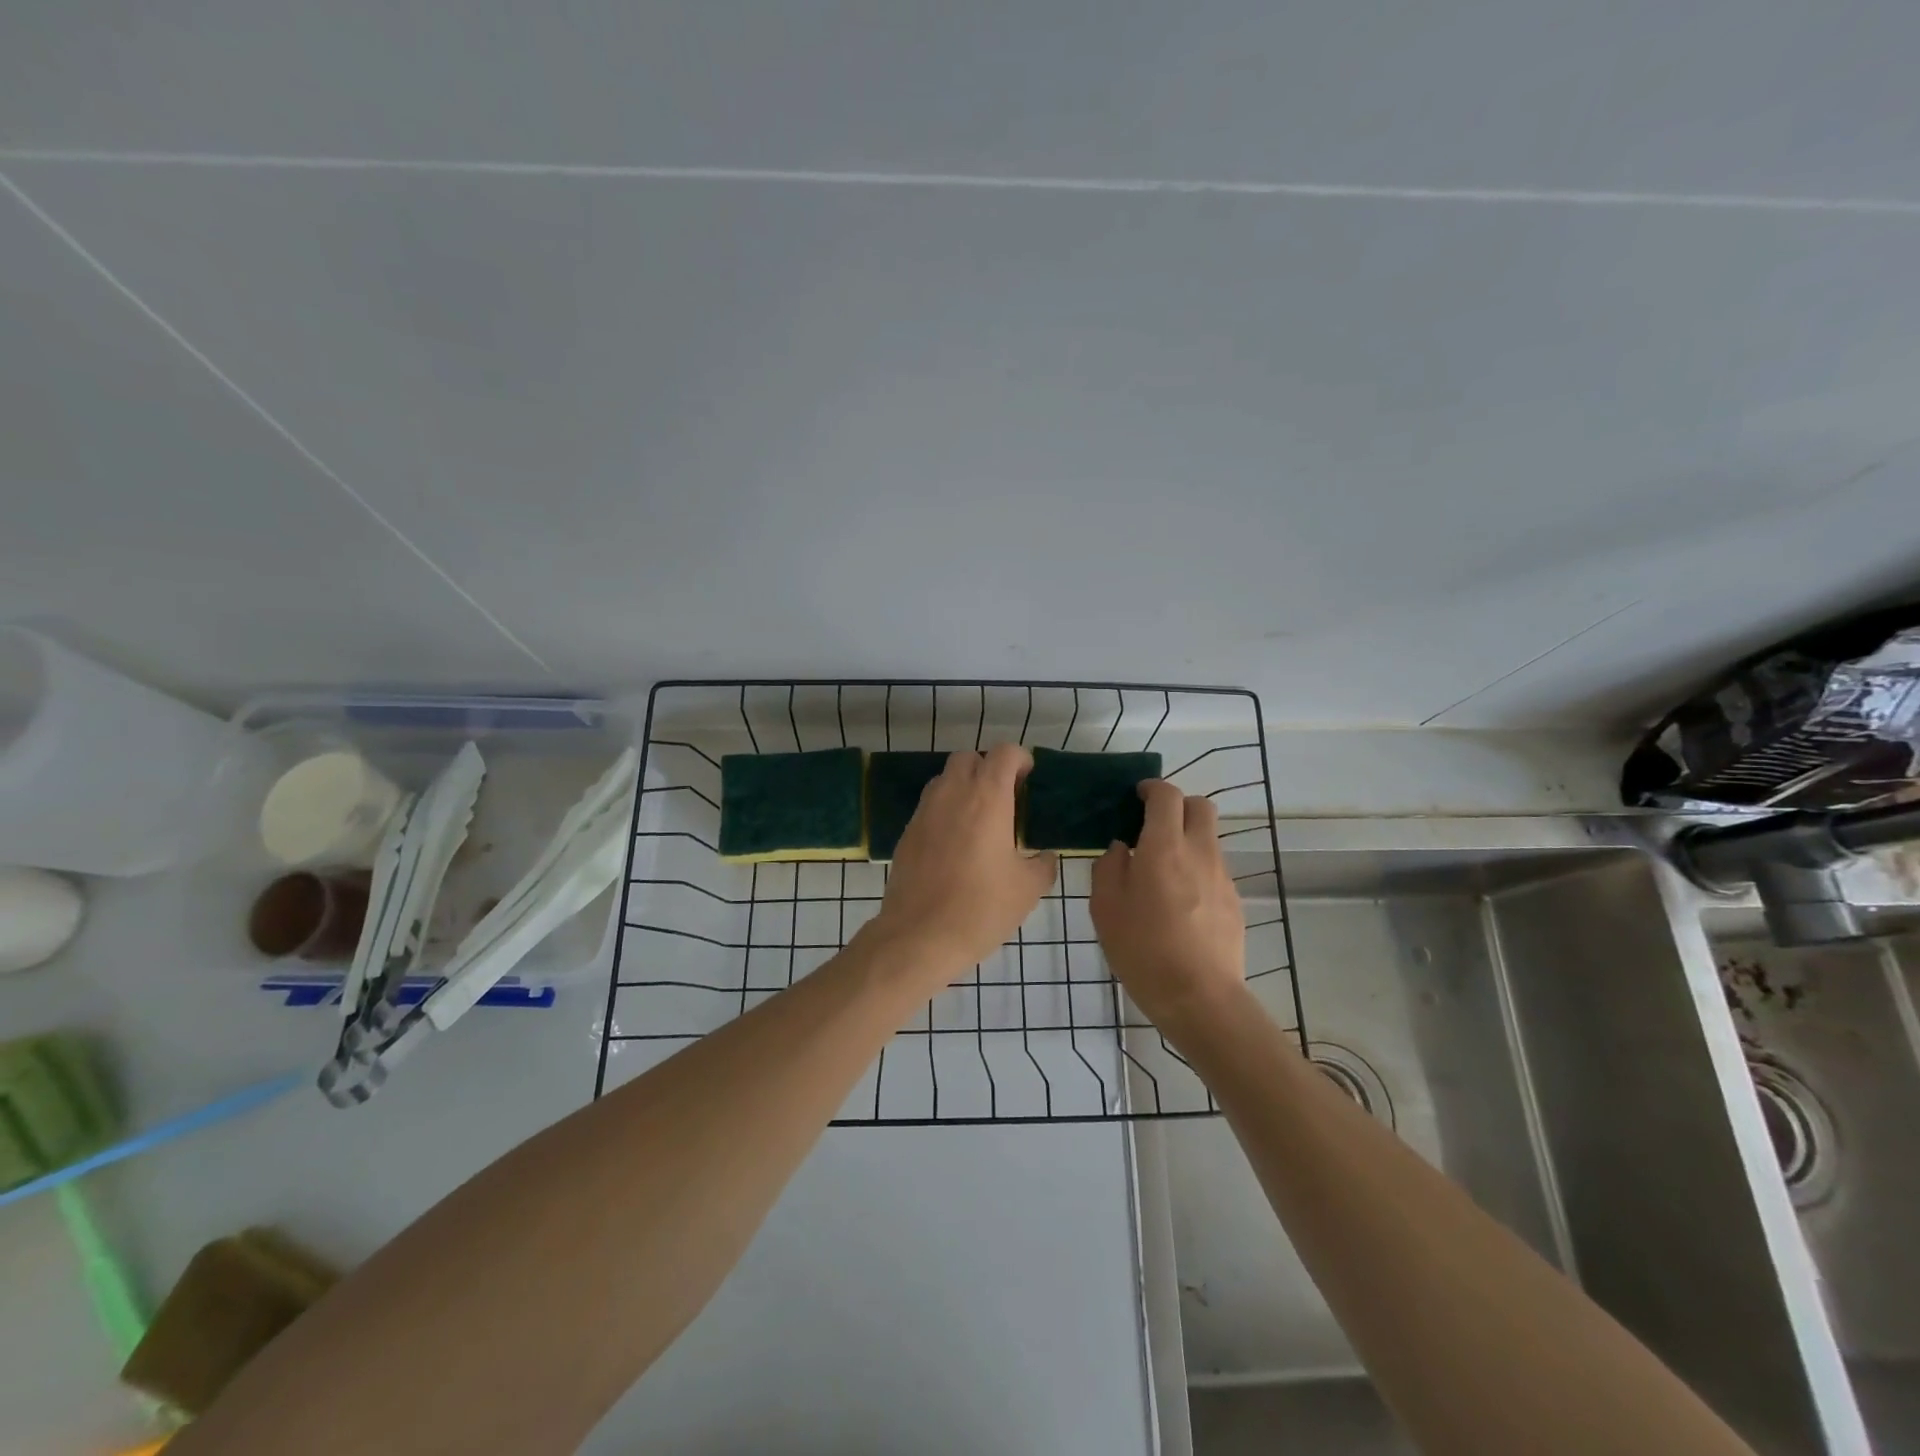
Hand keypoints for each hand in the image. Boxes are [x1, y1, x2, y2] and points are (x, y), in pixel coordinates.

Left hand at [874, 744, 1058, 977]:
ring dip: (963, 787)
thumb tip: (1044, 857)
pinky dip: (945, 811)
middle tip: (1004, 799)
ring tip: (979, 820)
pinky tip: (956, 845)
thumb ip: (1042, 864)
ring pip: (944, 779)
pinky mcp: (907, 832)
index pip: (1003, 752)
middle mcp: (952, 793)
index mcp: (987, 797)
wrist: (919, 936)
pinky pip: (929, 806)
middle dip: (988, 768)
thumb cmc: (981, 908)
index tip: (1028, 780)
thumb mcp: (1028, 889)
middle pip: (968, 757)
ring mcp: (924, 811)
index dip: (1020, 759)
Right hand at [1090, 780, 1247, 1042]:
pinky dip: (1197, 869)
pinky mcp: (1235, 902)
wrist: (1200, 998)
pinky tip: (1180, 903)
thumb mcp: (1105, 907)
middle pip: (1200, 806)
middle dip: (1178, 806)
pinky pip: (1214, 869)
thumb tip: (1122, 848)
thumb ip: (1109, 867)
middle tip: (1152, 826)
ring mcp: (1222, 877)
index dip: (1152, 788)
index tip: (1136, 797)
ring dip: (1187, 839)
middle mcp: (1199, 852)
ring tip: (1162, 870)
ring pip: (1209, 838)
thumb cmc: (1143, 949)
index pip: (1167, 795)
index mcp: (1164, 846)